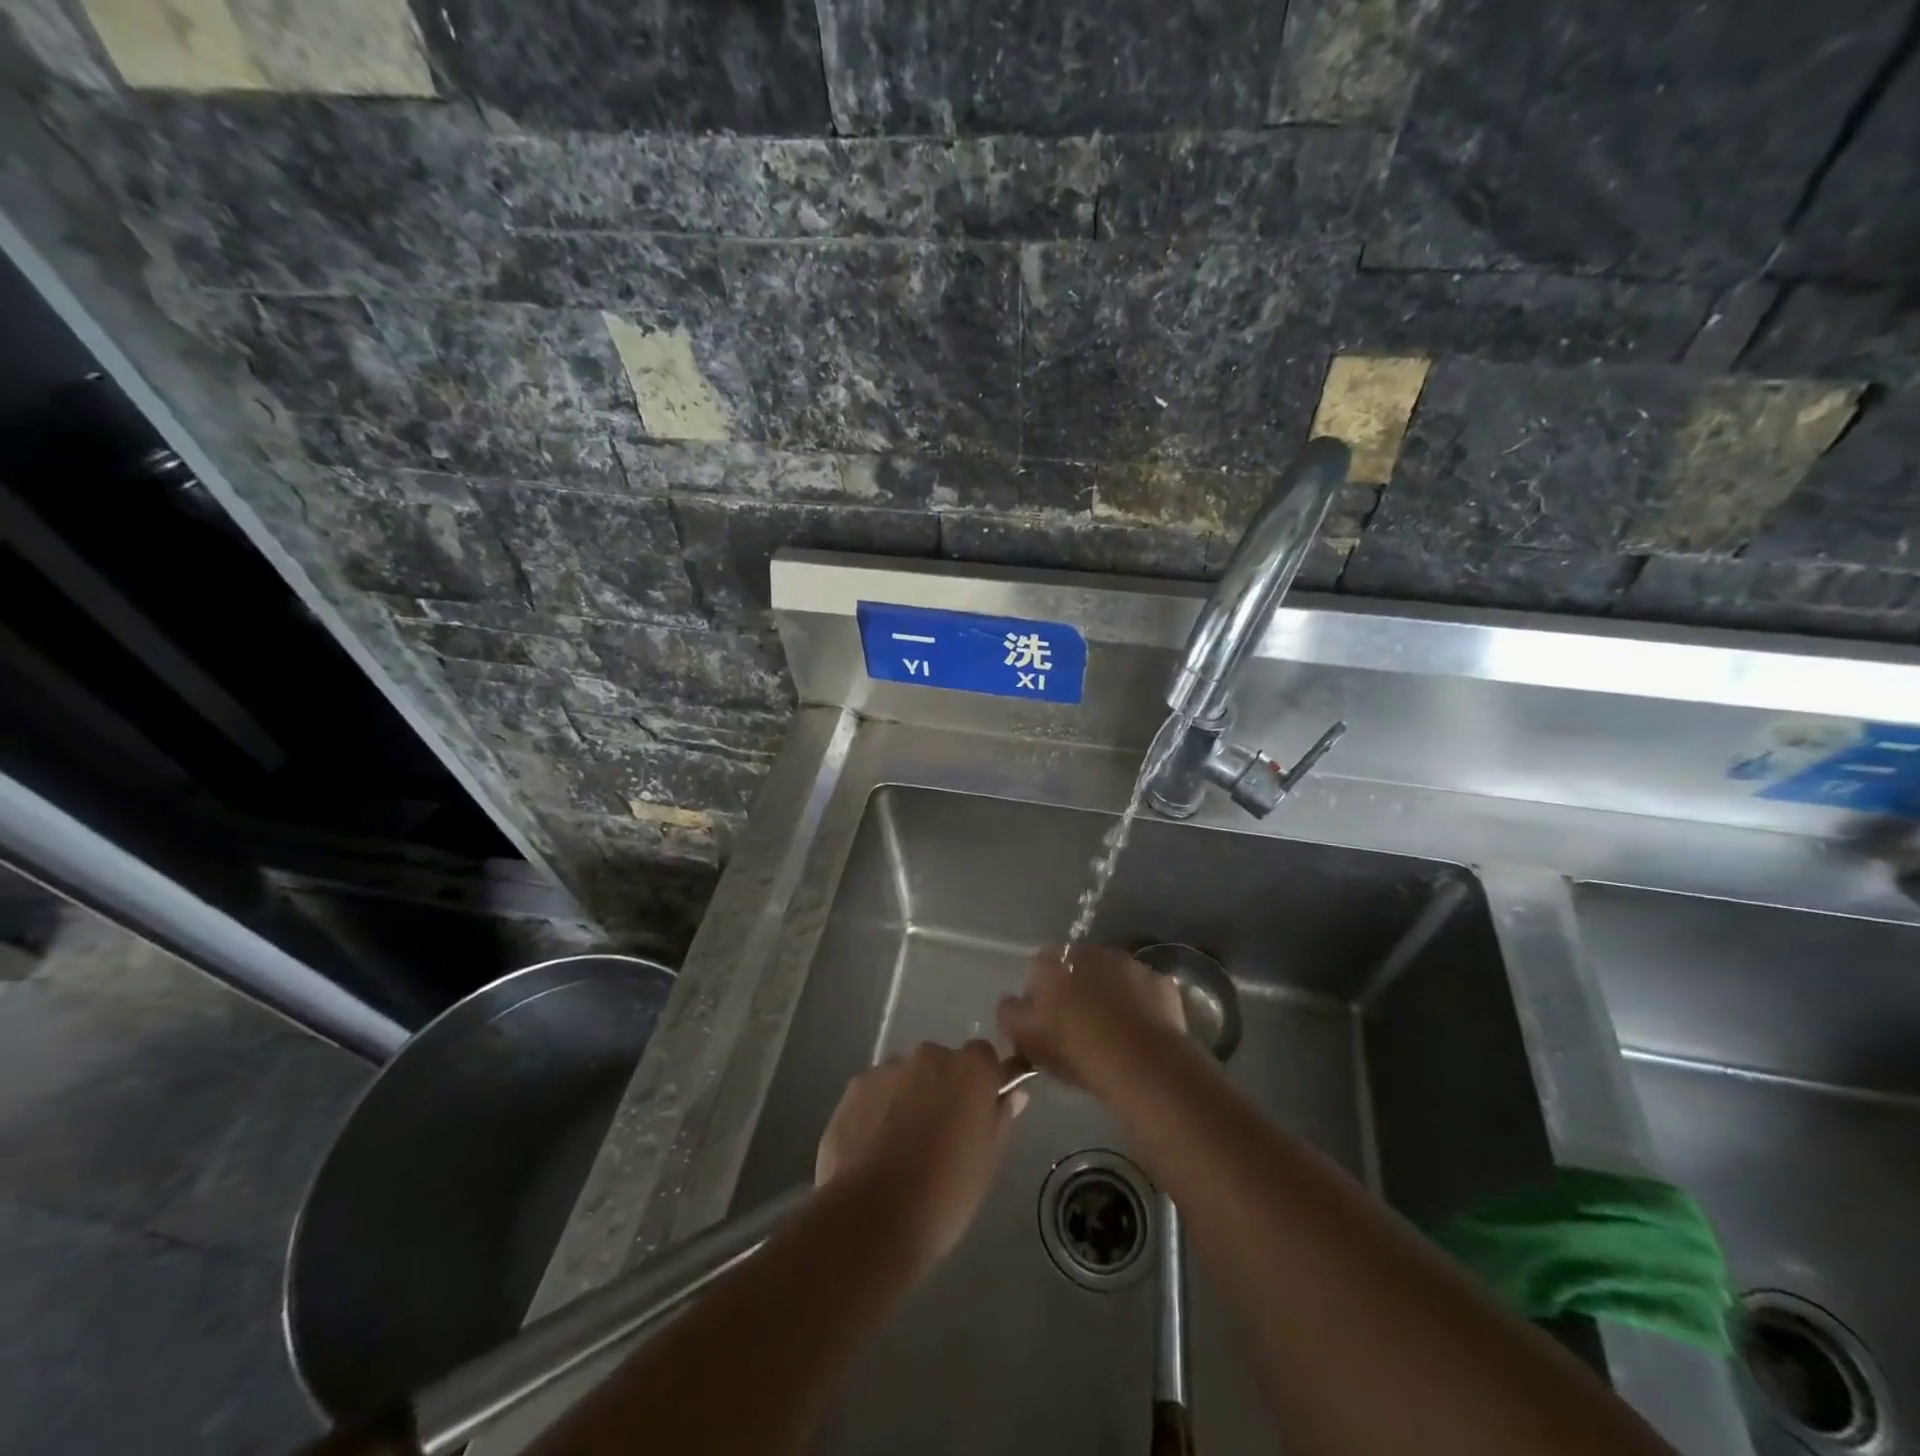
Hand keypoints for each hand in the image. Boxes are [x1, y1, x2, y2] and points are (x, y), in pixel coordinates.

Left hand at [815, 1041, 1024, 1271]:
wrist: (872, 1218)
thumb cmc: (944, 1194)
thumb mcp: (987, 1162)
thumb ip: (1000, 1118)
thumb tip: (1014, 1092)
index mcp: (970, 1069)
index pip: (984, 1057)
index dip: (982, 1082)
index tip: (978, 1112)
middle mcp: (930, 1055)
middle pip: (943, 1064)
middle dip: (943, 1089)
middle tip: (939, 1134)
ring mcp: (889, 1068)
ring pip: (907, 1076)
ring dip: (910, 1097)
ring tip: (901, 1145)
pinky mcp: (856, 1086)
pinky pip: (876, 1090)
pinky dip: (878, 1109)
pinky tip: (873, 1146)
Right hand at [997, 945, 1188, 1095]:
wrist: (1140, 1060)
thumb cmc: (1075, 1048)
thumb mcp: (1026, 1038)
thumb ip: (1009, 1014)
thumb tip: (1010, 1002)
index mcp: (1053, 963)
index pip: (1039, 969)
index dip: (1041, 995)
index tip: (1046, 1023)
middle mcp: (1090, 952)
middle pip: (1077, 968)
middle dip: (1077, 990)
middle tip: (1080, 1028)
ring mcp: (1129, 963)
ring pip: (1113, 976)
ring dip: (1110, 994)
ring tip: (1113, 1032)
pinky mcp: (1160, 982)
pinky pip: (1144, 992)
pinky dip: (1141, 1006)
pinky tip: (1140, 1032)